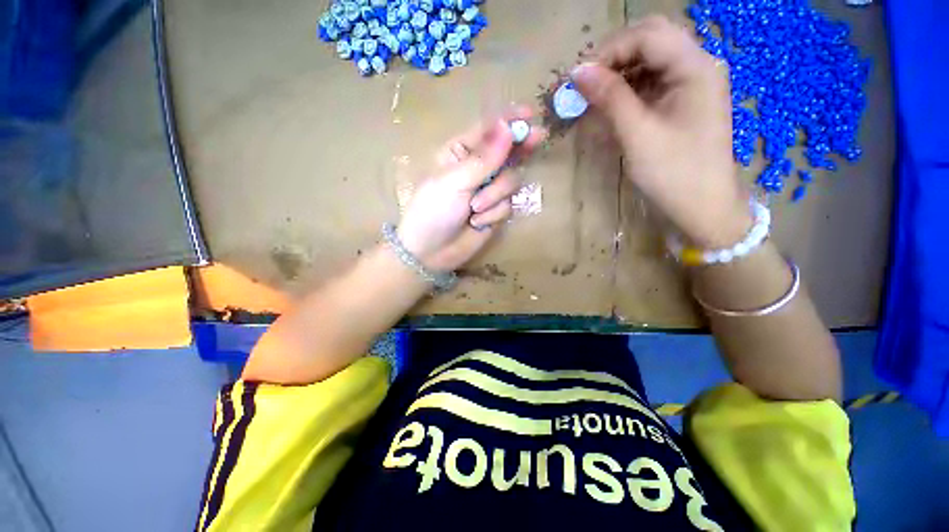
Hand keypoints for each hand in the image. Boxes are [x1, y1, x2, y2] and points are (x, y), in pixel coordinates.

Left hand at [397, 109, 546, 271]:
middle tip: (538, 138)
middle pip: (507, 152)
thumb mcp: (454, 181)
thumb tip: (507, 127)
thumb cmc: (433, 211)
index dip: (509, 121)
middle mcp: (477, 169)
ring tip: (475, 208)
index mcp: (459, 153)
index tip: (530, 114)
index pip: (487, 130)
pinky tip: (477, 222)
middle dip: (520, 148)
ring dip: (495, 194)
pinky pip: (507, 205)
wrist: (430, 252)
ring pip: (510, 181)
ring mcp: (488, 191)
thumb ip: (484, 158)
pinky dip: (494, 214)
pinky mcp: (495, 212)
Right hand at [571, 16, 750, 247]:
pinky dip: (628, 90)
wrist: (702, 207)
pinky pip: (652, 82)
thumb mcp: (638, 135)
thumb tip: (578, 72)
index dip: (608, 50)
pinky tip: (612, 107)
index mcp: (695, 67)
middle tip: (585, 84)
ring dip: (619, 73)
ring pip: (650, 61)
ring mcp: (691, 84)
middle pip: (651, 41)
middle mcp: (697, 66)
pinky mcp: (683, 101)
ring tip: (594, 97)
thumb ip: (610, 98)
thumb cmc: (673, 173)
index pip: (647, 36)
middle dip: (614, 57)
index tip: (577, 78)